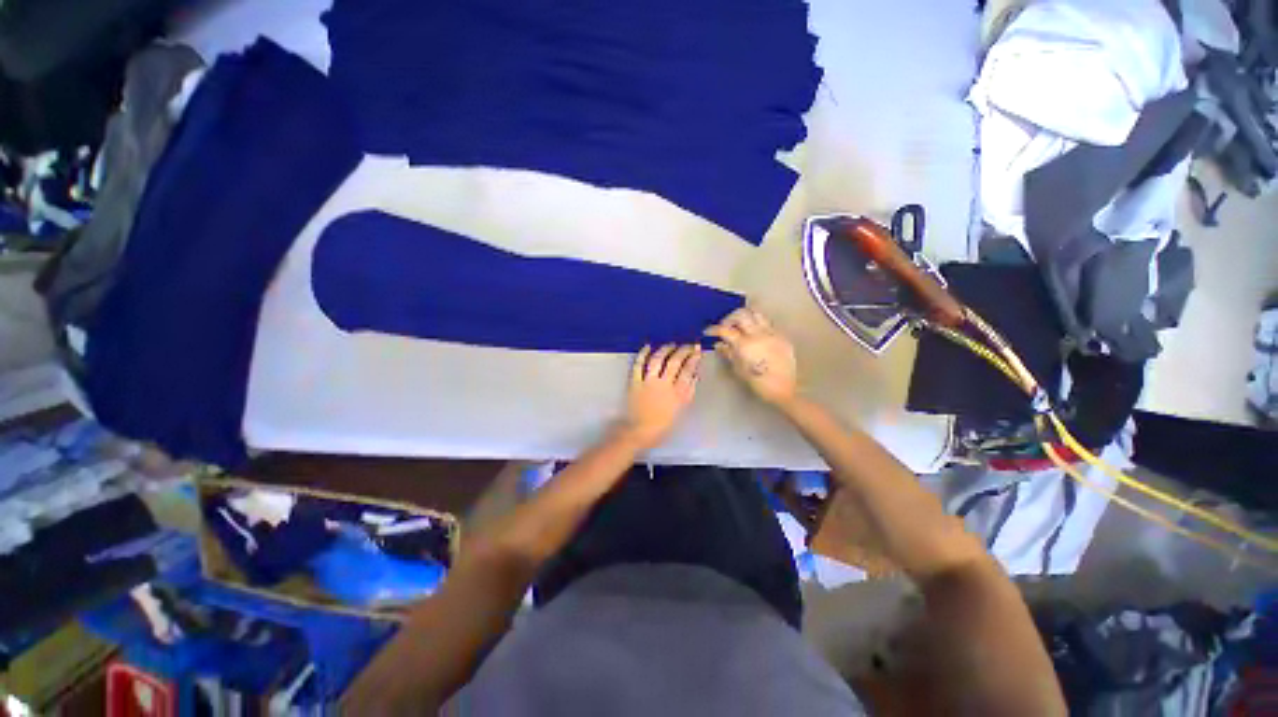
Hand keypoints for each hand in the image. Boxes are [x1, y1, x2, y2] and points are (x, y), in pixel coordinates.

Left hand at [617, 343, 701, 450]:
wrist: (639, 432)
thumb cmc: (662, 425)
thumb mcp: (681, 409)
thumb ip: (688, 391)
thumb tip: (695, 375)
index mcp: (678, 393)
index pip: (688, 371)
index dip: (694, 358)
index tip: (697, 350)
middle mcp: (664, 384)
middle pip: (675, 362)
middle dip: (683, 350)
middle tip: (688, 345)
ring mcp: (648, 382)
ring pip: (658, 360)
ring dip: (665, 349)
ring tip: (671, 345)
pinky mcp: (635, 382)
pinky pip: (638, 364)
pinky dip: (642, 354)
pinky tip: (648, 347)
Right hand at [705, 307, 797, 406]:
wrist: (785, 388)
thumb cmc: (759, 383)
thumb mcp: (739, 370)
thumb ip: (729, 354)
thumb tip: (719, 344)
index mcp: (745, 345)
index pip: (725, 330)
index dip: (714, 329)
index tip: (708, 331)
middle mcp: (758, 334)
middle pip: (741, 315)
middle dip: (729, 318)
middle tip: (724, 326)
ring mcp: (771, 333)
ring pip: (756, 314)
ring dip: (745, 316)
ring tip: (740, 325)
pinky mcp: (781, 336)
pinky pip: (767, 323)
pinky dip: (757, 324)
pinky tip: (755, 334)